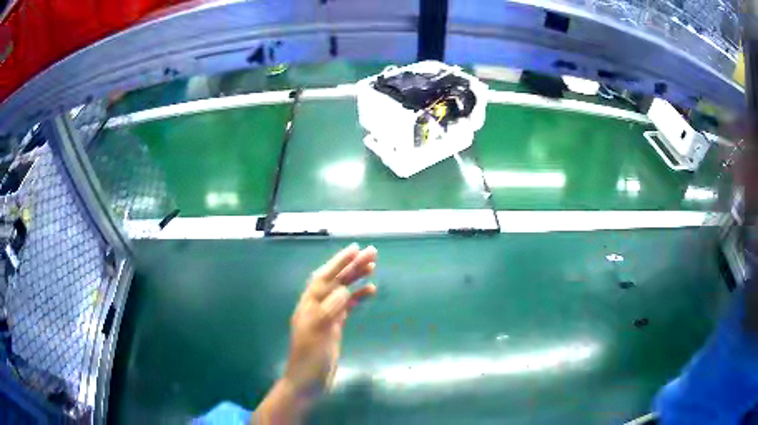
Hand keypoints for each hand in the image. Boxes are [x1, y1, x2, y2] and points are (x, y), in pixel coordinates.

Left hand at [285, 243, 376, 393]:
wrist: (307, 381)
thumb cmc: (310, 359)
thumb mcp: (318, 334)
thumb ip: (329, 310)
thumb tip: (343, 289)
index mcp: (309, 305)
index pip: (325, 277)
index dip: (339, 262)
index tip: (355, 249)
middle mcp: (316, 306)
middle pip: (335, 280)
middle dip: (352, 265)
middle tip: (372, 252)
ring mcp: (326, 316)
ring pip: (342, 291)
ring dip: (356, 278)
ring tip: (372, 266)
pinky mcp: (334, 326)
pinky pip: (347, 306)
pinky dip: (358, 297)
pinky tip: (369, 291)